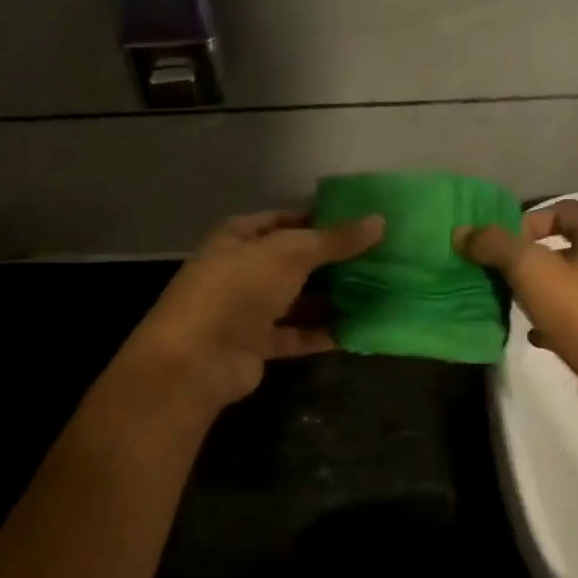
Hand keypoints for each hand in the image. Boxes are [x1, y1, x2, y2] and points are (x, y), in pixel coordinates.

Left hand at [127, 209, 384, 410]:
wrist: (198, 359)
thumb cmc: (239, 289)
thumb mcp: (290, 254)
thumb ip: (334, 240)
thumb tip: (379, 222)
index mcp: (238, 237)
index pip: (283, 220)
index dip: (319, 219)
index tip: (360, 222)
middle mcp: (242, 270)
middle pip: (293, 261)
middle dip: (332, 261)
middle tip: (379, 258)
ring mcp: (247, 309)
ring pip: (297, 300)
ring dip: (331, 298)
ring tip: (377, 292)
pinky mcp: (257, 345)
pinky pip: (297, 334)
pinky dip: (323, 333)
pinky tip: (359, 329)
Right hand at [456, 200, 577, 430]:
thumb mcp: (533, 271)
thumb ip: (496, 246)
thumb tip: (462, 232)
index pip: (566, 211)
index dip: (531, 219)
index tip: (502, 242)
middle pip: (564, 249)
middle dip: (527, 257)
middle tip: (495, 271)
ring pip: (566, 287)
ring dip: (535, 291)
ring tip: (507, 301)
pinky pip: (569, 322)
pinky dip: (546, 324)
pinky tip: (529, 335)